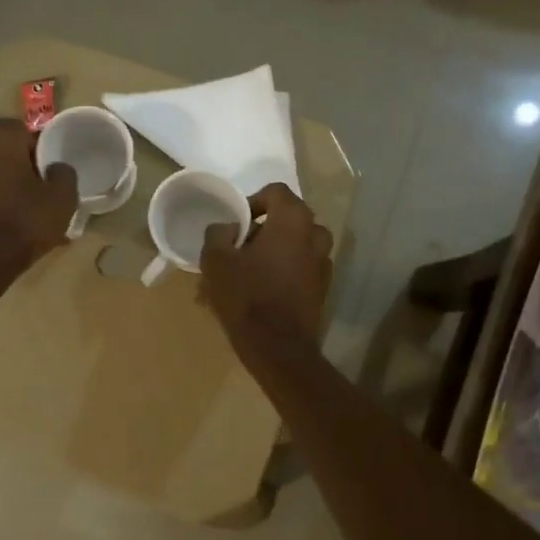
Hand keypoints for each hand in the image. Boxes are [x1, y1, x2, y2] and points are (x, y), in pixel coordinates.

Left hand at [0, 123, 77, 272]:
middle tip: (44, 185)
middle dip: (25, 165)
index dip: (41, 144)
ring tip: (32, 209)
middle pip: (7, 152)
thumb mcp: (62, 197)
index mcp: (1, 142)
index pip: (23, 128)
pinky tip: (16, 225)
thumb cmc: (25, 221)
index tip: (54, 163)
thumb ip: (64, 173)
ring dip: (11, 186)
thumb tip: (57, 168)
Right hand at [200, 183, 333, 342]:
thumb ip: (218, 233)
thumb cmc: (247, 296)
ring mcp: (323, 263)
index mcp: (293, 220)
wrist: (278, 348)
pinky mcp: (322, 289)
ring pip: (293, 247)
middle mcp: (315, 235)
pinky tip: (259, 294)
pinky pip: (299, 270)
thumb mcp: (216, 260)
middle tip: (236, 251)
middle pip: (286, 221)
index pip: (275, 192)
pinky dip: (281, 273)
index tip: (236, 225)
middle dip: (260, 232)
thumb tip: (229, 229)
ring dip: (271, 254)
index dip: (252, 202)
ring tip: (245, 275)